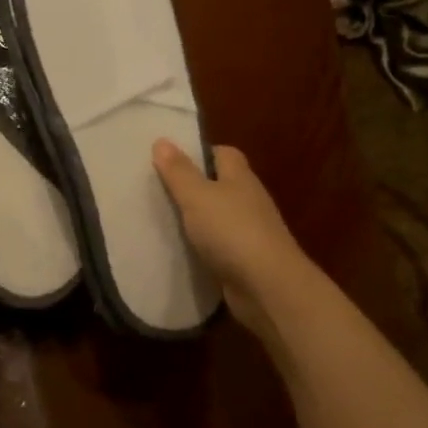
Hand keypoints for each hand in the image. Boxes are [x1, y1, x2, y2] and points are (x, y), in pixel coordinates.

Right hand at [153, 140, 308, 335]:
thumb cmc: (231, 231)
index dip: (199, 153)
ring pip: (220, 216)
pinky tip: (182, 250)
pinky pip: (220, 245)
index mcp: (240, 177)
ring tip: (163, 219)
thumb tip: (162, 140)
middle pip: (221, 184)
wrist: (267, 287)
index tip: (171, 160)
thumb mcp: (197, 196)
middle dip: (195, 186)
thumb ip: (178, 171)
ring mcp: (251, 231)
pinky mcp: (247, 259)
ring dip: (198, 218)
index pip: (223, 153)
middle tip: (159, 189)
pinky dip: (204, 246)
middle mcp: (249, 200)